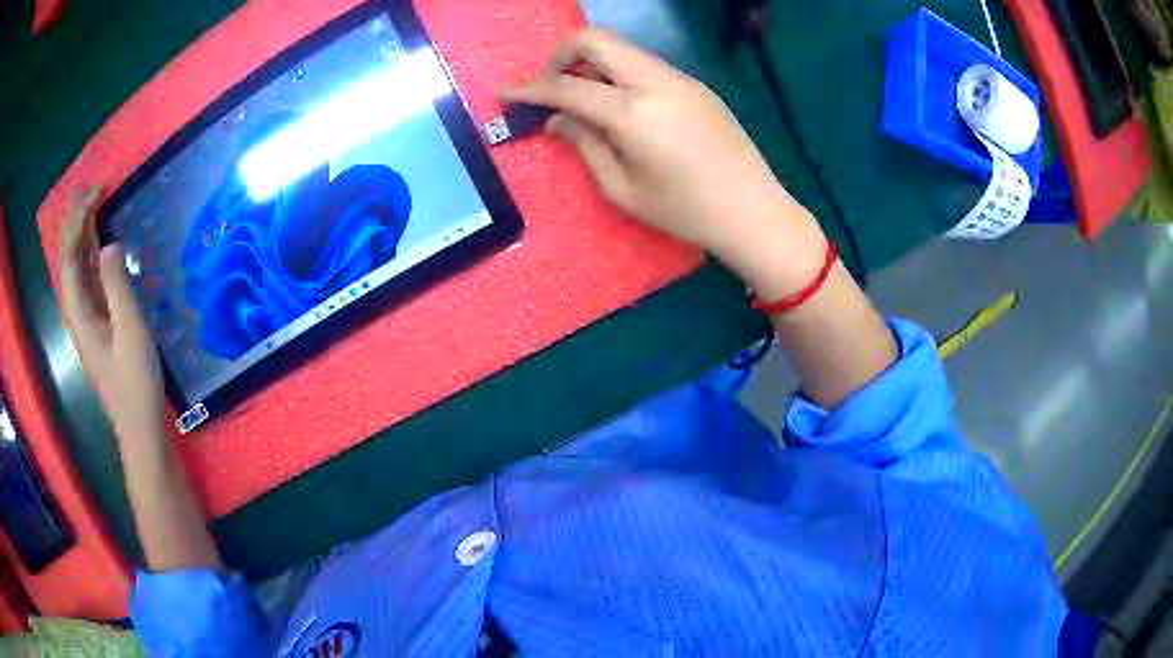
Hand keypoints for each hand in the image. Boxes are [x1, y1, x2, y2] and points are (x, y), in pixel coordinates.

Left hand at [58, 187, 166, 438]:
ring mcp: (86, 316)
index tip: (99, 190)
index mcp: (80, 310)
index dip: (78, 218)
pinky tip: (99, 241)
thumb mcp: (131, 332)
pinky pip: (87, 277)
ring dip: (81, 231)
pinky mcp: (97, 322)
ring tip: (92, 202)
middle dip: (75, 218)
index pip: (69, 253)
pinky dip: (90, 251)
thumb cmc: (135, 383)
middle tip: (92, 186)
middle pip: (67, 256)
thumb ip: (117, 287)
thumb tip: (108, 243)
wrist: (139, 426)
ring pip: (75, 265)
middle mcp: (77, 309)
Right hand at [502, 29, 827, 298]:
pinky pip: (645, 65)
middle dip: (561, 55)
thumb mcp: (623, 189)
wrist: (753, 211)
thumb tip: (557, 119)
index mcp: (633, 113)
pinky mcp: (696, 85)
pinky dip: (620, 73)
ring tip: (585, 100)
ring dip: (593, 63)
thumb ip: (585, 145)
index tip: (504, 92)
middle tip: (551, 87)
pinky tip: (621, 106)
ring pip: (623, 49)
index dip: (529, 87)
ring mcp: (680, 79)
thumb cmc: (685, 212)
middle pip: (596, 39)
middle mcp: (656, 82)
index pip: (567, 86)